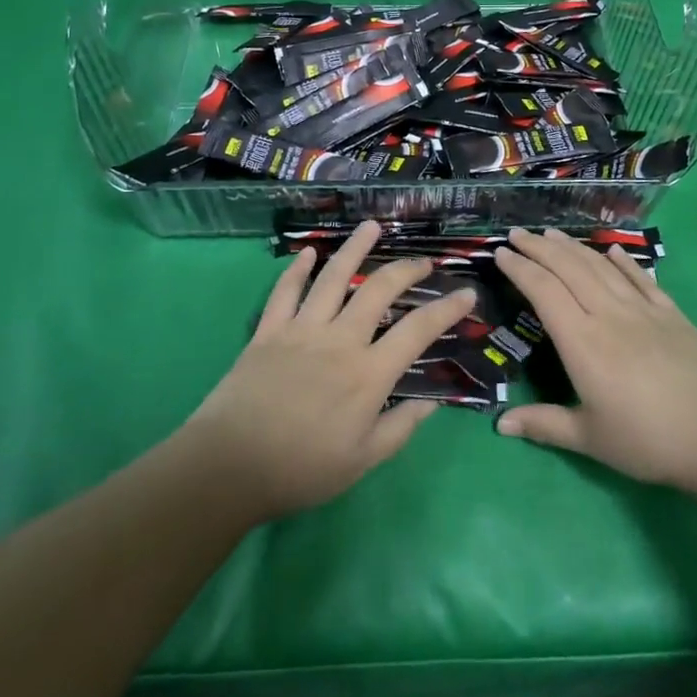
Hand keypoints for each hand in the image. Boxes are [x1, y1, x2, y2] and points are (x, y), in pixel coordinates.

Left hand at [185, 221, 475, 520]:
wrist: (230, 465)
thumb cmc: (301, 470)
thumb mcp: (362, 461)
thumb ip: (400, 428)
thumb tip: (433, 403)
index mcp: (368, 373)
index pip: (418, 331)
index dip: (447, 309)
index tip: (466, 293)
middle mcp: (340, 340)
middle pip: (379, 290)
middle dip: (407, 269)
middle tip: (423, 261)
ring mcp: (302, 329)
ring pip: (334, 277)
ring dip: (355, 248)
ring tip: (372, 226)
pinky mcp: (269, 330)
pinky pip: (286, 291)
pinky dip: (297, 269)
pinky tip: (309, 252)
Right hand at [495, 228, 696, 496]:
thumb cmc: (649, 441)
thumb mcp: (591, 439)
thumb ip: (544, 424)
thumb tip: (499, 424)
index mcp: (583, 342)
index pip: (544, 291)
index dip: (520, 269)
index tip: (500, 253)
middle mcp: (609, 314)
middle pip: (568, 269)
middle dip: (539, 248)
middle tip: (517, 234)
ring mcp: (643, 309)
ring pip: (600, 267)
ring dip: (573, 247)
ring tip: (552, 234)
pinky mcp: (671, 313)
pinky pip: (641, 278)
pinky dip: (623, 262)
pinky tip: (611, 252)